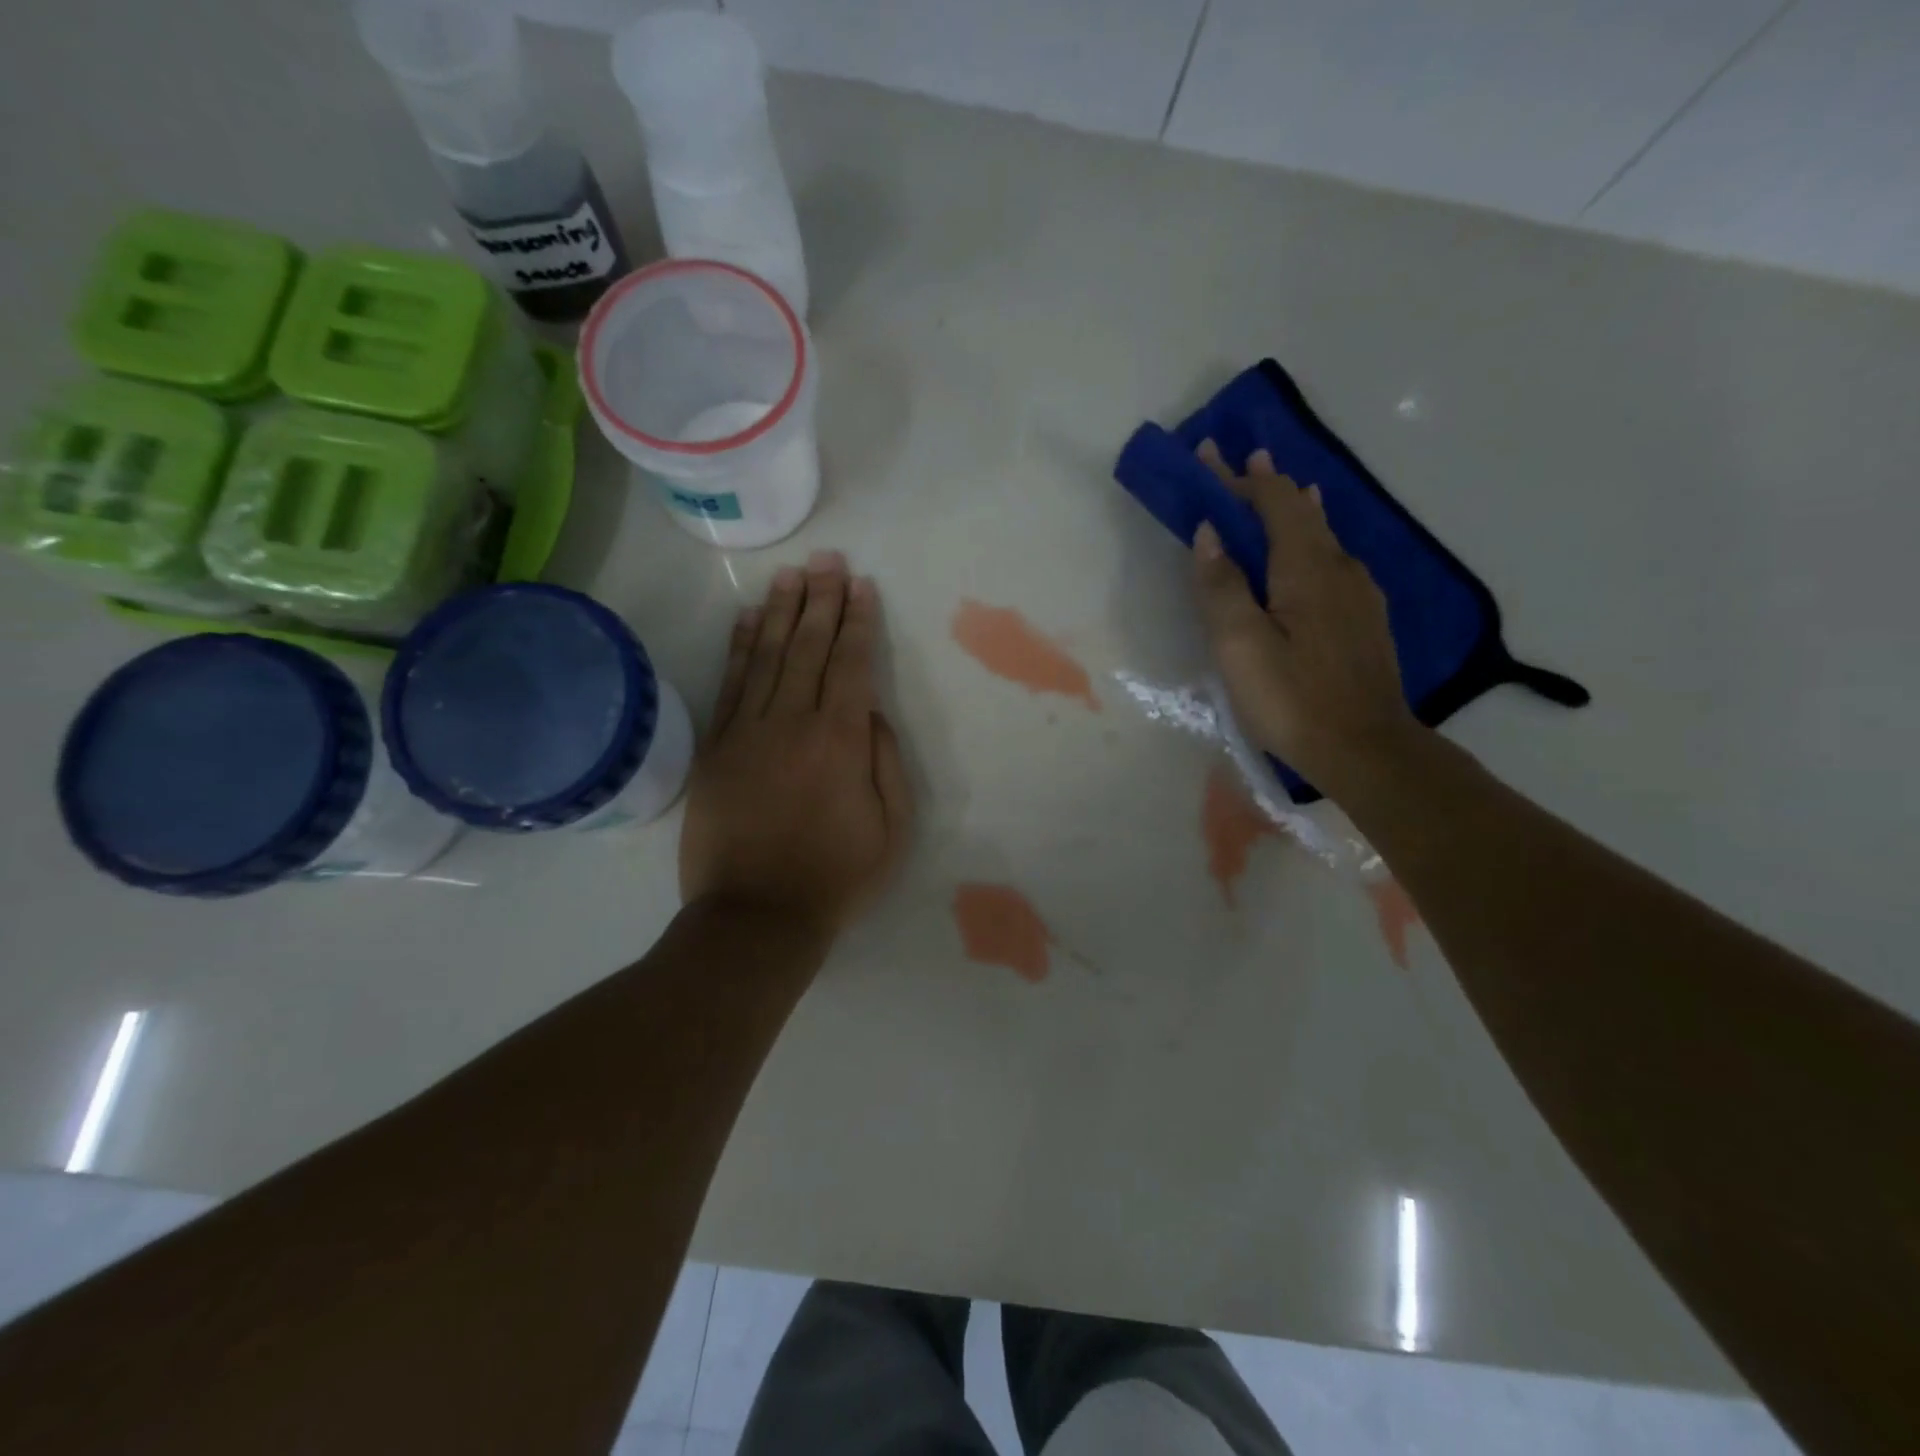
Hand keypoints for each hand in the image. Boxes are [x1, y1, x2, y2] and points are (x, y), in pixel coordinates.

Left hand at [680, 552, 913, 938]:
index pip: (852, 664)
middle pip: (810, 647)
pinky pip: (731, 685)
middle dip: (823, 599)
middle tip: (829, 559)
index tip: (862, 586)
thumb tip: (873, 713)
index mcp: (842, 741)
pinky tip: (750, 618)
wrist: (756, 917)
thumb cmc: (836, 878)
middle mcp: (794, 723)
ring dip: (783, 611)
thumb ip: (887, 763)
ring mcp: (749, 732)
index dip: (859, 622)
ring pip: (769, 656)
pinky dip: (741, 647)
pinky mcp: (717, 748)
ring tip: (793, 574)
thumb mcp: (892, 829)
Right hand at [1191, 441, 1417, 792]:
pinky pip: (1334, 559)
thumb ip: (1222, 586)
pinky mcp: (1365, 619)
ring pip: (1323, 534)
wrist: (1365, 748)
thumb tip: (1209, 533)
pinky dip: (1314, 538)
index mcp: (1305, 568)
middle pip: (1301, 512)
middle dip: (1268, 485)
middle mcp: (1338, 568)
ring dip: (1296, 508)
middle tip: (1243, 464)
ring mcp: (1358, 593)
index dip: (1240, 478)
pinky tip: (1315, 549)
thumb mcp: (1240, 645)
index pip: (1272, 504)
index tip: (1211, 454)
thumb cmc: (1291, 698)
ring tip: (1284, 490)